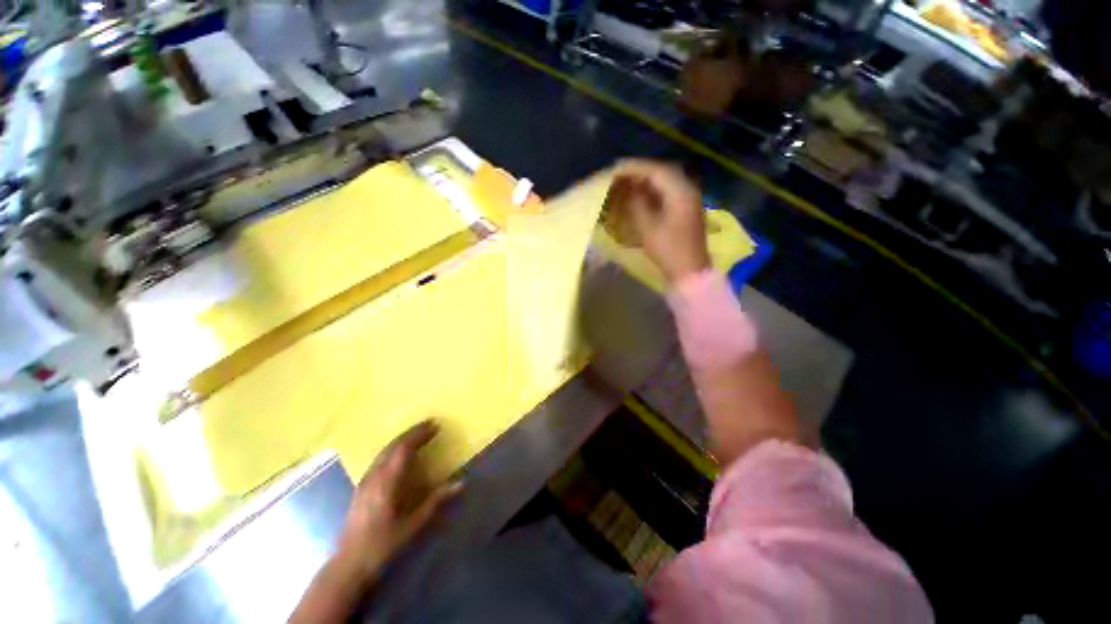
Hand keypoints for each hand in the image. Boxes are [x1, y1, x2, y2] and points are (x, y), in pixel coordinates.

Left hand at [334, 421, 460, 582]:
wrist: (347, 566)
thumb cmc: (382, 546)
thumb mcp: (412, 525)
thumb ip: (436, 501)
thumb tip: (461, 483)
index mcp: (387, 481)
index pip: (404, 448)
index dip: (420, 434)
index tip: (435, 426)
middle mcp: (374, 476)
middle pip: (393, 446)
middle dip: (412, 433)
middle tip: (430, 426)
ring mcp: (365, 481)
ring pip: (384, 451)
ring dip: (402, 440)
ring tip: (418, 435)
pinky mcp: (361, 488)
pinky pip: (379, 459)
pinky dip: (393, 450)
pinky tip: (399, 455)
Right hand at [610, 159, 710, 283]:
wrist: (689, 271)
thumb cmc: (668, 250)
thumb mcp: (648, 227)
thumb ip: (637, 204)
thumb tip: (628, 190)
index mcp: (680, 192)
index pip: (655, 171)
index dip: (634, 168)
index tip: (615, 169)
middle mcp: (687, 189)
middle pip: (662, 172)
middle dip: (639, 171)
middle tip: (619, 174)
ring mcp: (689, 199)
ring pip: (665, 181)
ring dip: (646, 180)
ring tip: (626, 182)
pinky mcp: (686, 209)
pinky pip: (668, 191)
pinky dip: (653, 190)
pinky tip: (640, 194)